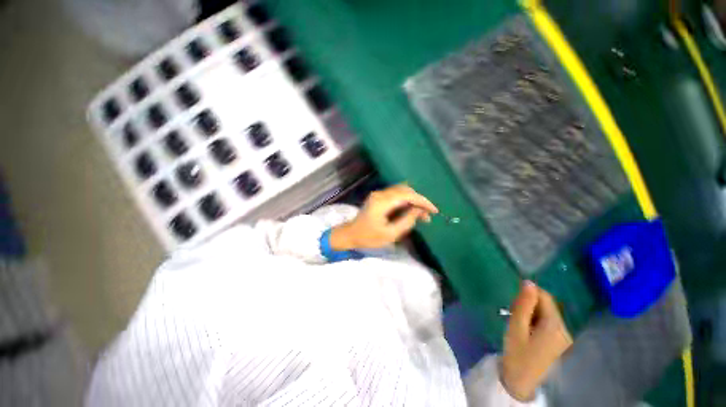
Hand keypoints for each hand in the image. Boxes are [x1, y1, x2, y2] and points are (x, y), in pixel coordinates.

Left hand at [330, 184, 437, 250]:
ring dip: (414, 200)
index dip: (423, 201)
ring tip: (421, 215)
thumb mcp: (390, 234)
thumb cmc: (368, 237)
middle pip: (406, 191)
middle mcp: (380, 194)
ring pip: (402, 191)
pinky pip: (396, 195)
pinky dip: (406, 201)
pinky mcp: (379, 197)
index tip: (434, 211)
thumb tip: (419, 211)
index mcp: (382, 202)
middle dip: (419, 201)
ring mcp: (379, 194)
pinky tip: (411, 211)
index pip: (408, 195)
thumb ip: (406, 221)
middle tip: (427, 216)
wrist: (350, 234)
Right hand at [501, 281, 572, 401]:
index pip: (545, 297)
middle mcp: (565, 330)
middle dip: (529, 304)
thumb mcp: (516, 326)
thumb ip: (523, 304)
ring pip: (547, 312)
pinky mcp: (560, 341)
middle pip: (547, 305)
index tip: (513, 303)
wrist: (520, 381)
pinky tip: (525, 329)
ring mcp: (564, 337)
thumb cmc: (516, 353)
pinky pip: (548, 322)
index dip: (528, 294)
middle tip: (512, 313)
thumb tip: (528, 282)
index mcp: (555, 327)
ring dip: (531, 312)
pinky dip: (535, 320)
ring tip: (518, 322)